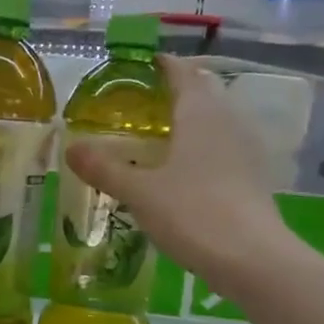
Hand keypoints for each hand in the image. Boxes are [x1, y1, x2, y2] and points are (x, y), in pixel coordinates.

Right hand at [63, 55, 299, 289]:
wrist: (252, 259)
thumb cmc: (193, 212)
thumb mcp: (140, 191)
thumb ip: (105, 168)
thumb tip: (71, 148)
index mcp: (200, 114)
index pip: (182, 73)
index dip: (162, 64)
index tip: (141, 63)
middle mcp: (227, 122)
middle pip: (202, 93)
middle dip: (174, 91)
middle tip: (141, 101)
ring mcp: (245, 150)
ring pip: (214, 122)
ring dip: (189, 121)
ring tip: (157, 135)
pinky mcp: (252, 177)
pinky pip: (221, 148)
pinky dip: (200, 148)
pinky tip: (181, 170)